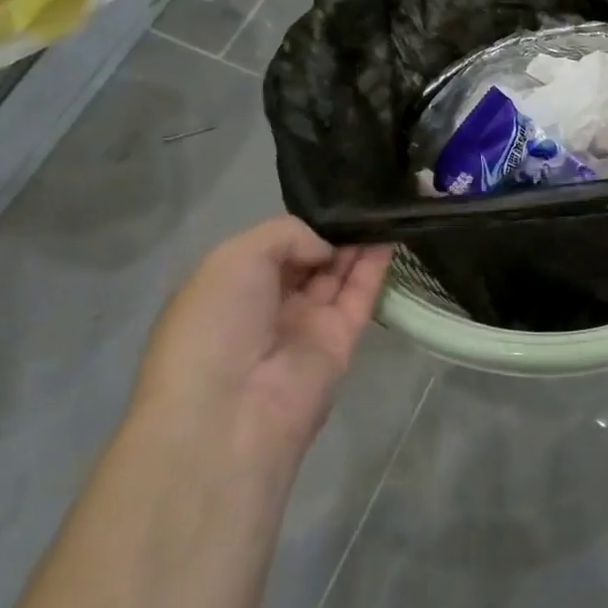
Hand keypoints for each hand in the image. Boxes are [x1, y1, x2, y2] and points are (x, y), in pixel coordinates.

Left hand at [130, 216, 393, 468]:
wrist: (230, 409)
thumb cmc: (216, 324)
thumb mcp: (234, 257)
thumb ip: (287, 233)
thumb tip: (327, 248)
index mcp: (229, 287)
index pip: (272, 247)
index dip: (300, 224)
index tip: (331, 198)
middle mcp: (266, 305)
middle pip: (308, 259)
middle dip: (333, 231)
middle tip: (365, 198)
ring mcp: (305, 325)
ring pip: (337, 274)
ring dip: (358, 242)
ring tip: (384, 207)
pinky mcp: (340, 342)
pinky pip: (360, 296)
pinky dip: (375, 266)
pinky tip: (391, 232)